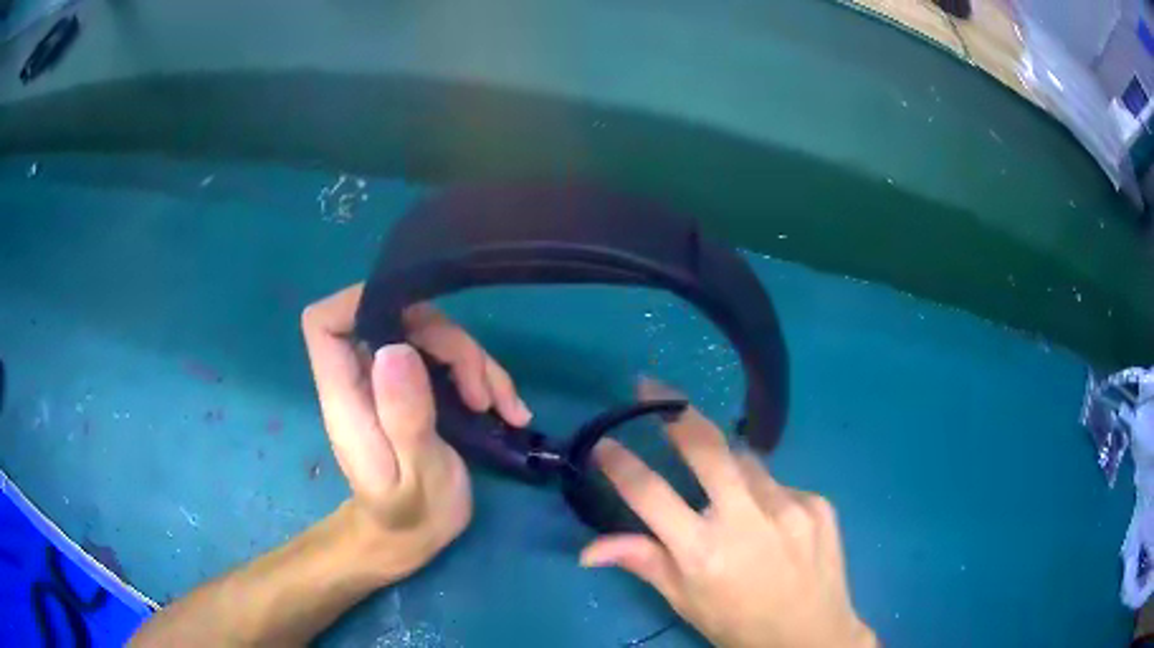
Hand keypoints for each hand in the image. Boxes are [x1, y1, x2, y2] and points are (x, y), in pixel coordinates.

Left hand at [301, 284, 530, 580]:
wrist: (410, 540)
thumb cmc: (408, 518)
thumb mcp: (415, 477)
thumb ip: (404, 418)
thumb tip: (394, 347)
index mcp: (347, 397)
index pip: (326, 324)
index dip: (360, 301)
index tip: (416, 315)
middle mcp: (363, 380)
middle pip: (397, 321)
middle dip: (448, 343)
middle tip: (480, 394)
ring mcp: (392, 383)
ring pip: (431, 338)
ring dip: (474, 363)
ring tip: (501, 409)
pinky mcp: (418, 391)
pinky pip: (450, 362)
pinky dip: (483, 378)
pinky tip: (510, 411)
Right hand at [580, 381, 874, 647]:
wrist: (813, 634)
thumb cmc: (739, 625)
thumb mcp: (685, 602)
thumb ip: (643, 563)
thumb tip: (587, 550)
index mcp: (703, 552)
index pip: (650, 494)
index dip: (621, 465)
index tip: (604, 443)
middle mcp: (747, 520)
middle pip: (706, 448)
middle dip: (675, 411)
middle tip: (653, 387)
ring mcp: (790, 506)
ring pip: (747, 462)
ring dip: (728, 465)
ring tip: (729, 493)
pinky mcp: (818, 502)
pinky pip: (779, 483)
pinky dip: (765, 492)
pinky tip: (771, 521)